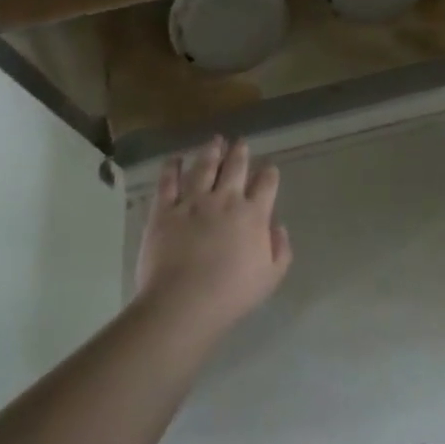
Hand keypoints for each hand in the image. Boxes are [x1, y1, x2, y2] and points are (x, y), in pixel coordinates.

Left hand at [134, 137, 291, 339]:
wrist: (183, 303)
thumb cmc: (231, 295)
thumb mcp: (271, 277)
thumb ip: (280, 249)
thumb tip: (279, 226)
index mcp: (253, 214)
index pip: (266, 184)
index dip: (269, 173)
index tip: (269, 168)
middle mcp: (225, 199)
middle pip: (236, 167)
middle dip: (240, 152)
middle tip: (241, 142)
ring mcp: (193, 202)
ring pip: (204, 167)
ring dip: (211, 151)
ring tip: (215, 140)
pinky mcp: (165, 210)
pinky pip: (168, 182)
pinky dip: (172, 167)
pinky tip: (175, 159)